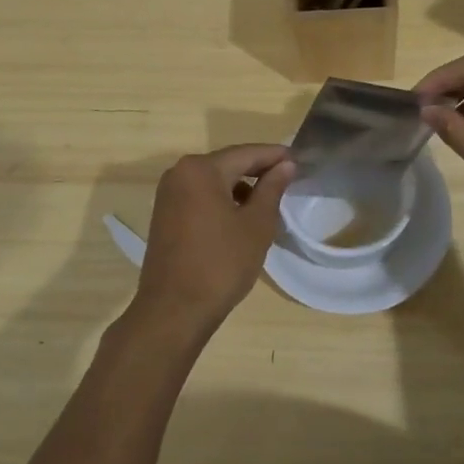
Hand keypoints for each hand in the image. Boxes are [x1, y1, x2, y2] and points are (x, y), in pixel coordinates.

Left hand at [131, 144, 294, 341]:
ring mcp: (168, 194)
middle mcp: (179, 173)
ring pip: (213, 181)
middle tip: (288, 178)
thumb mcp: (256, 225)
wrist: (174, 310)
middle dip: (257, 170)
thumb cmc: (221, 264)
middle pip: (227, 164)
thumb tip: (285, 165)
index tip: (299, 159)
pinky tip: (240, 217)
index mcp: (201, 169)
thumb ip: (272, 189)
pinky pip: (200, 196)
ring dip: (240, 187)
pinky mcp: (164, 215)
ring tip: (268, 202)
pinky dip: (222, 200)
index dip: (274, 155)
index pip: (246, 153)